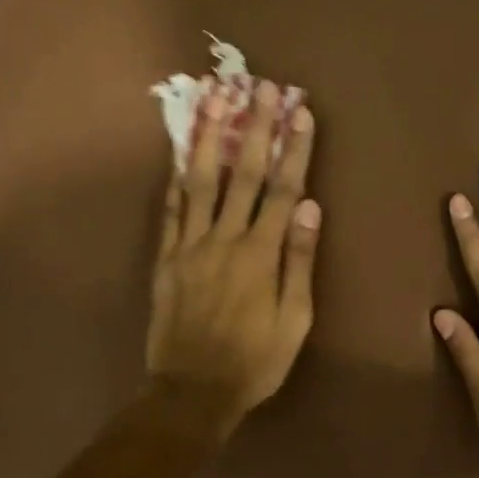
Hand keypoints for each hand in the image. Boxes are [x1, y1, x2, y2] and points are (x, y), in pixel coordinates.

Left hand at [147, 80, 319, 428]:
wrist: (191, 392)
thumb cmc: (255, 360)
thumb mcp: (294, 320)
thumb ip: (300, 261)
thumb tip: (312, 207)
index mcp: (261, 254)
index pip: (283, 189)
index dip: (294, 148)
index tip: (300, 111)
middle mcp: (225, 239)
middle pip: (243, 173)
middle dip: (255, 126)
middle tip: (261, 86)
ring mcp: (190, 245)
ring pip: (200, 180)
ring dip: (208, 136)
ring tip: (214, 98)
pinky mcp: (166, 257)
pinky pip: (171, 209)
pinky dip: (176, 177)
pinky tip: (180, 150)